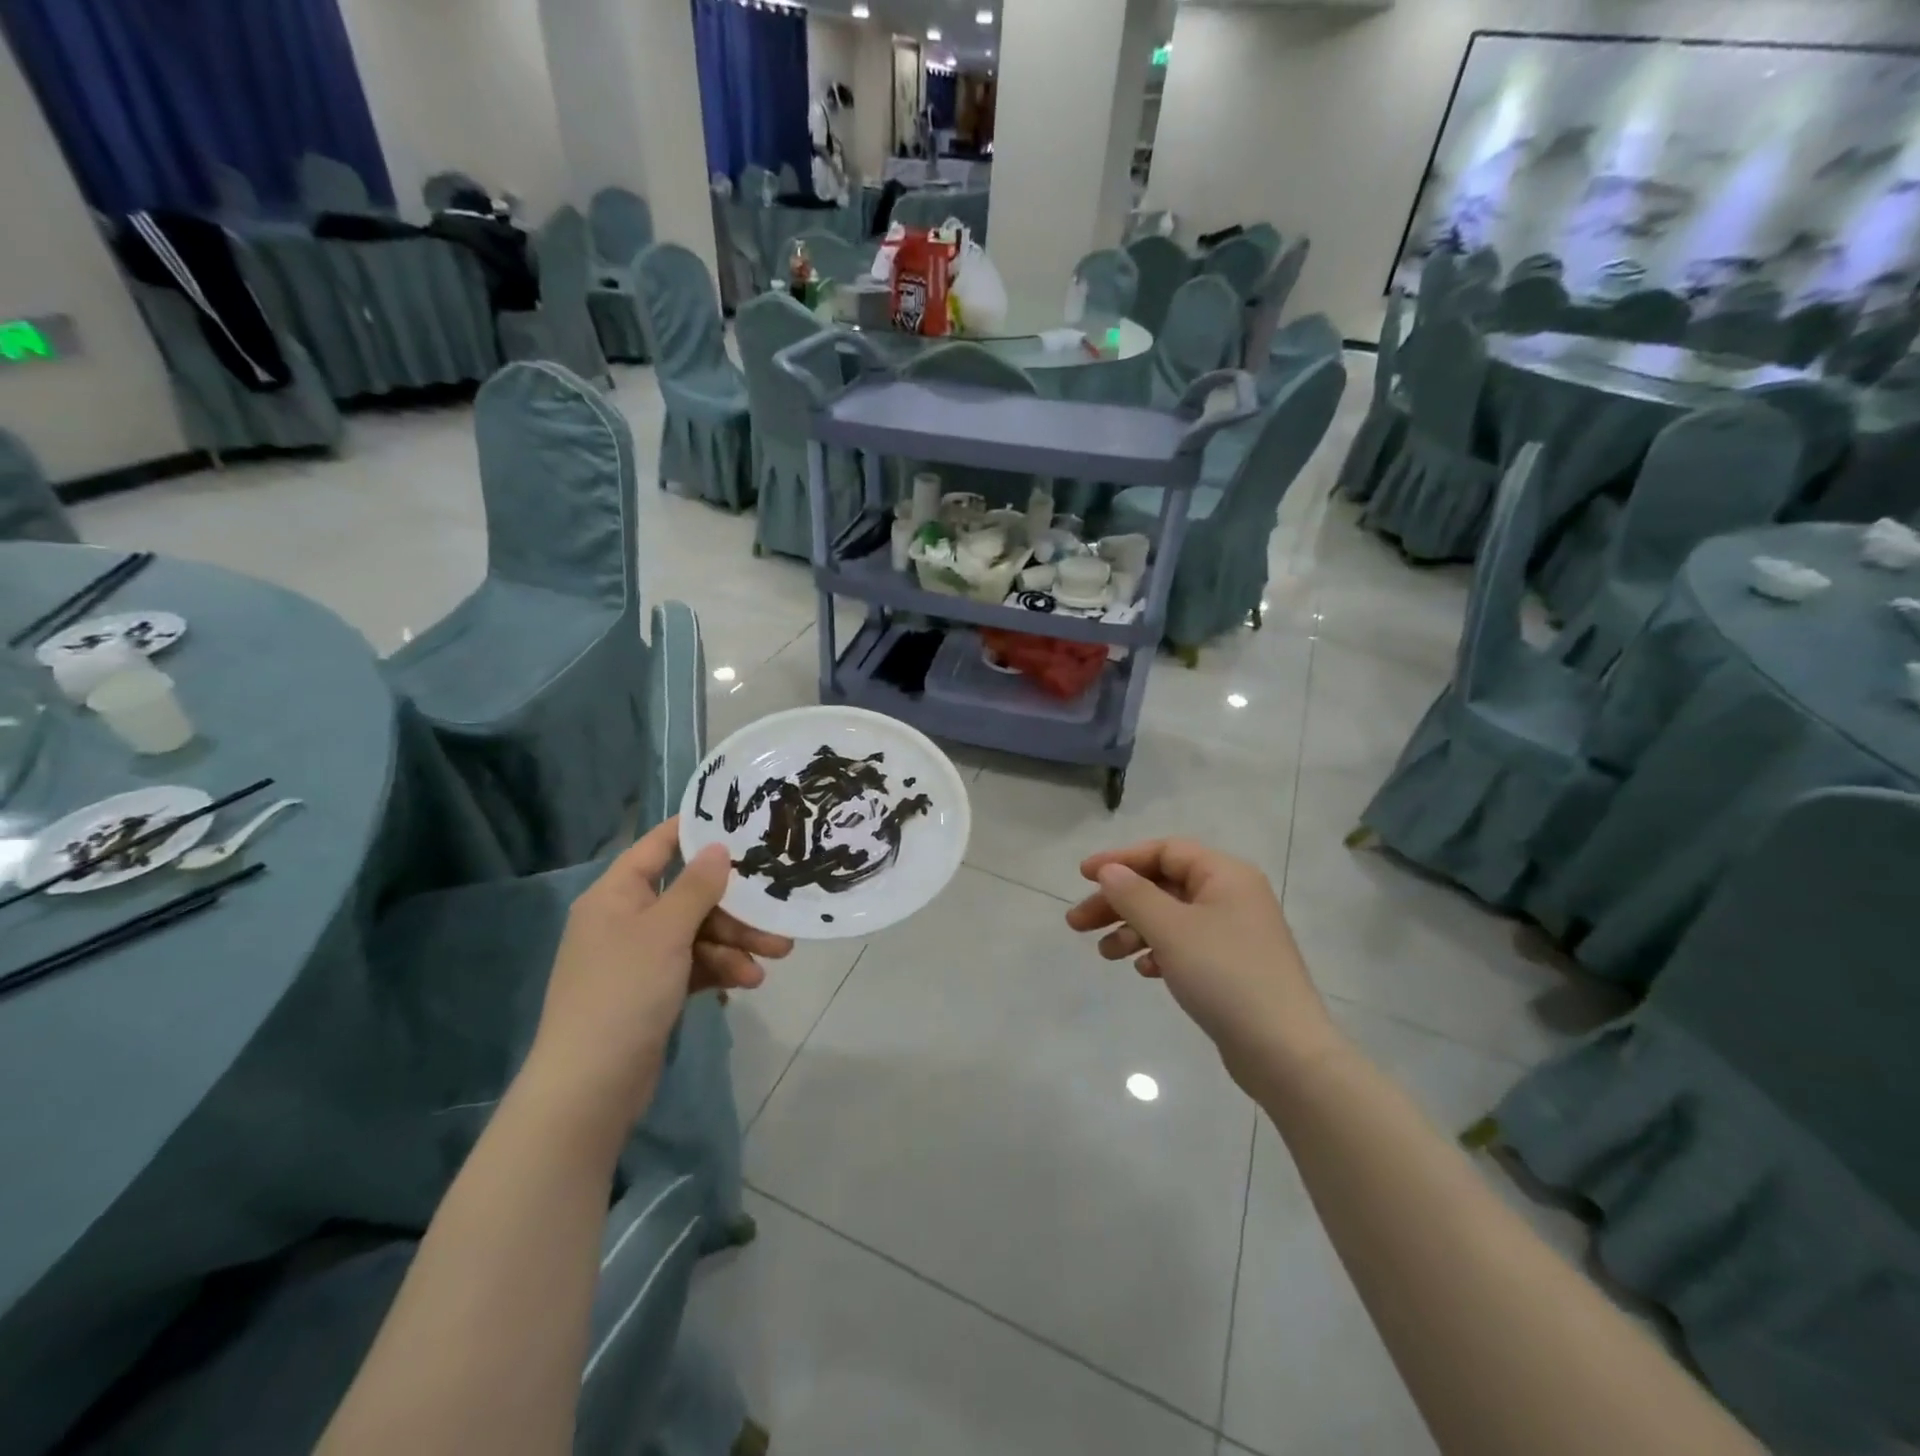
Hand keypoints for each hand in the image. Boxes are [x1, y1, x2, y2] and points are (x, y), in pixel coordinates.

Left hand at [526, 817, 791, 1137]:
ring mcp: (640, 956)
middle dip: (735, 907)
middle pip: (689, 896)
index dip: (696, 831)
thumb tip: (717, 846)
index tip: (741, 822)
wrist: (591, 1086)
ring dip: (735, 942)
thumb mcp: (665, 932)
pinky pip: (694, 965)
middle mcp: (626, 919)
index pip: (659, 846)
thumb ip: (696, 886)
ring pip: (698, 933)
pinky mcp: (653, 989)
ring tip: (776, 955)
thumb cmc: (624, 991)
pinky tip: (748, 981)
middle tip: (777, 911)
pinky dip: (721, 969)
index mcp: (616, 894)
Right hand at [1065, 838, 1335, 1084]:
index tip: (1083, 876)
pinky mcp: (1232, 967)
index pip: (1164, 851)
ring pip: (1170, 918)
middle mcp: (1231, 896)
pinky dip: (1158, 951)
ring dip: (1133, 929)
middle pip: (1163, 885)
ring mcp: (1234, 933)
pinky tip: (1142, 970)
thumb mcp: (1171, 929)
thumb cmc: (1225, 976)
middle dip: (1118, 902)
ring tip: (1104, 953)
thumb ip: (1134, 895)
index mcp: (1225, 875)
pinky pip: (1185, 945)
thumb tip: (1109, 872)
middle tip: (1077, 922)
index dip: (1121, 860)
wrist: (1284, 1052)